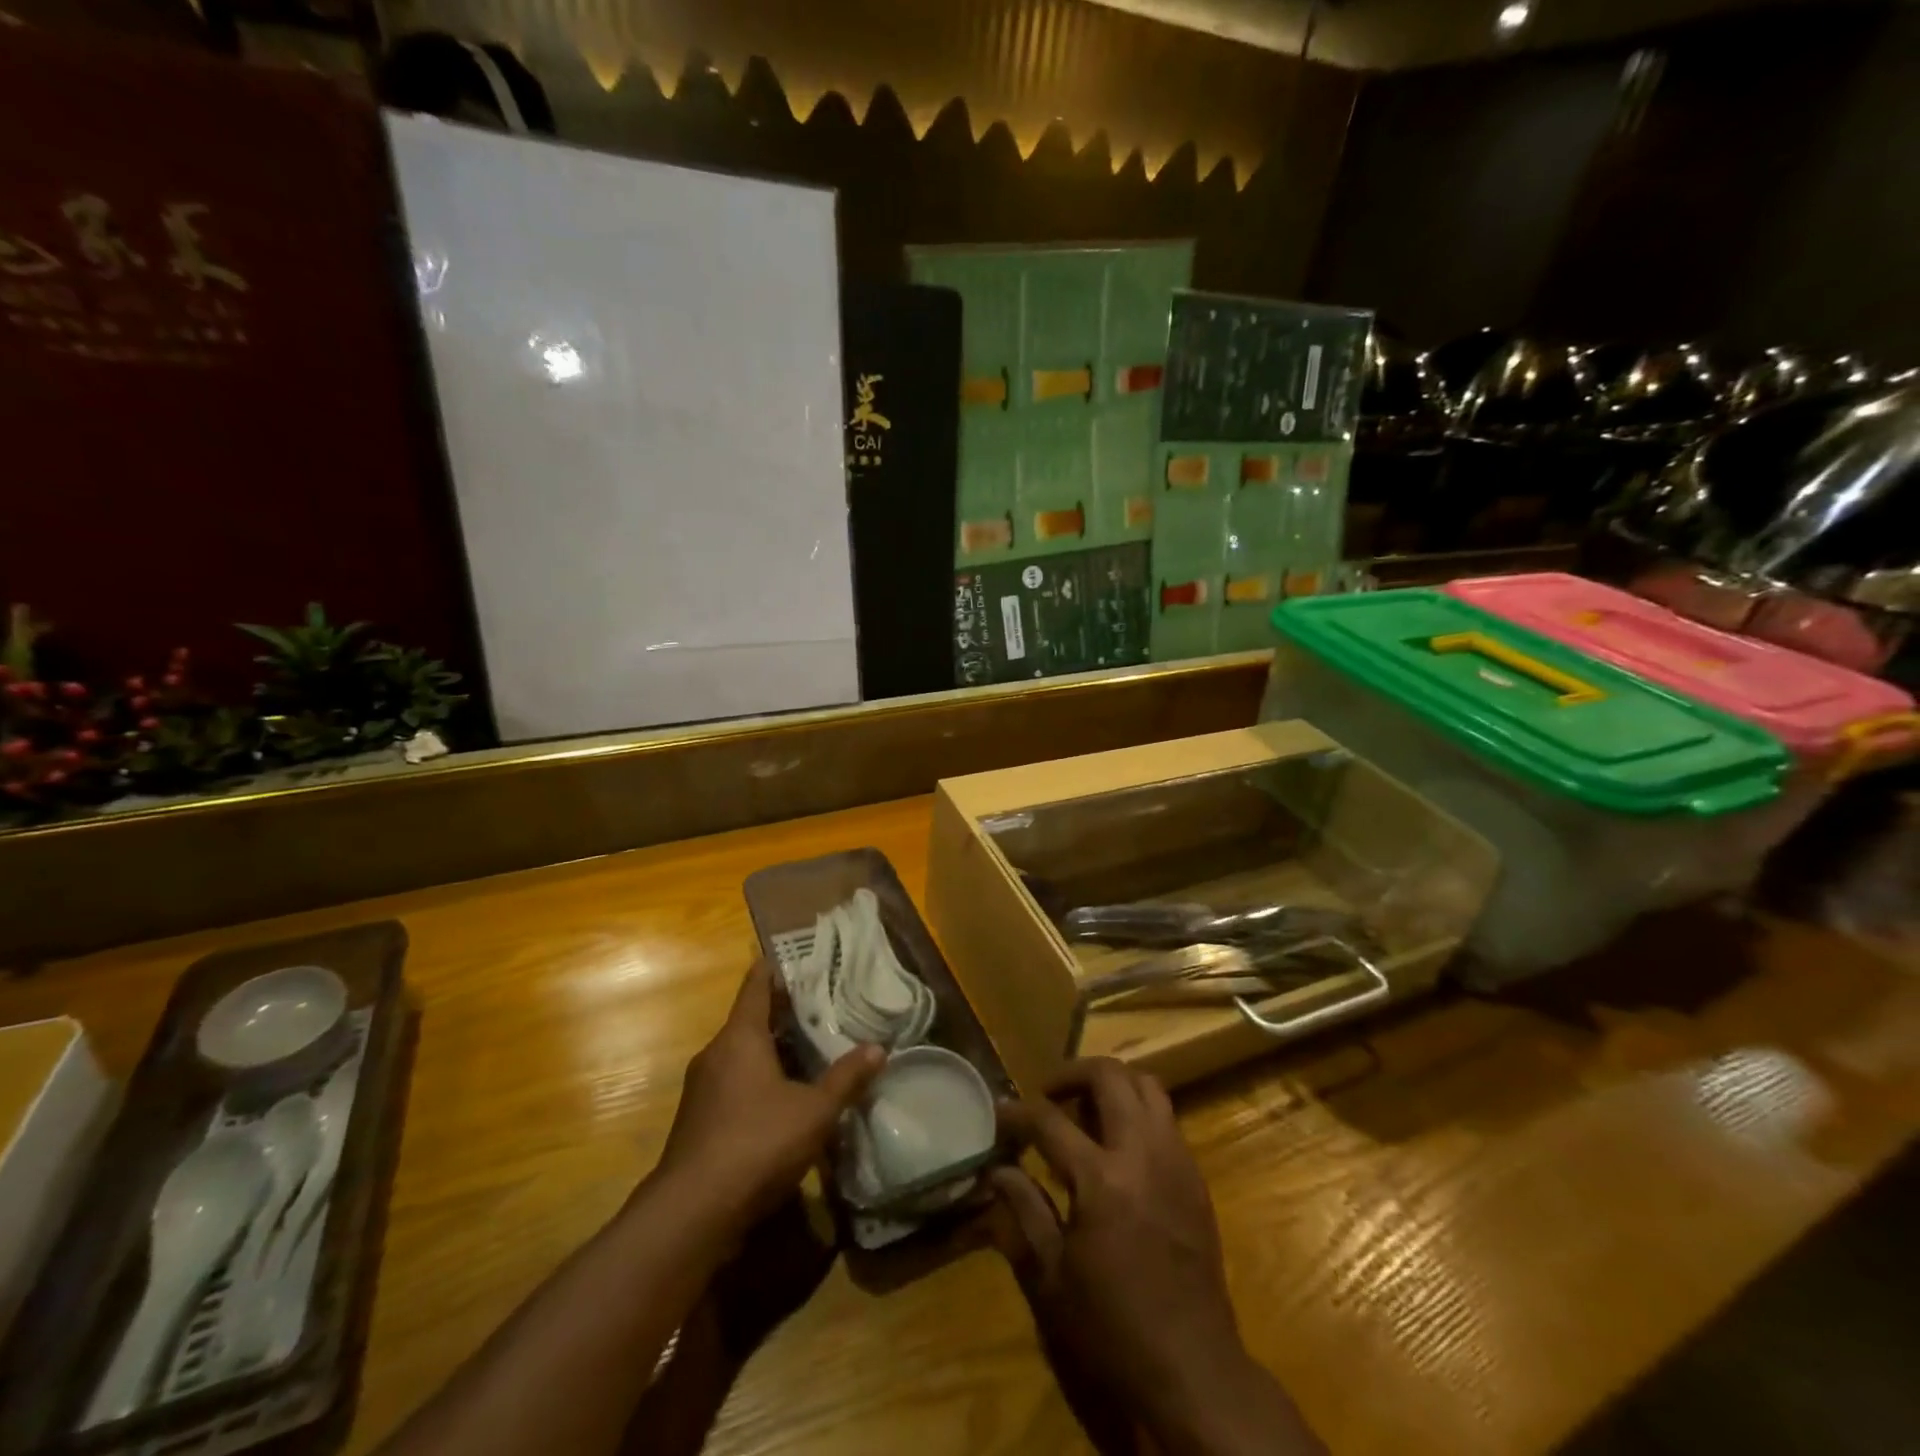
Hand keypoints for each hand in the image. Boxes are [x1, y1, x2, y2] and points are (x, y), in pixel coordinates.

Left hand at [655, 960, 882, 1234]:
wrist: (692, 1213)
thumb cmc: (757, 1143)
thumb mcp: (814, 1111)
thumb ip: (846, 1078)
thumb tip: (879, 1048)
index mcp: (740, 1037)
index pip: (756, 985)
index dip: (775, 967)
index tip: (795, 956)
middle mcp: (716, 1054)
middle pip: (750, 1020)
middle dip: (783, 1013)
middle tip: (821, 1005)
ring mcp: (702, 1089)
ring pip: (742, 1054)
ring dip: (772, 1049)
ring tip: (810, 1049)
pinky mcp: (699, 1120)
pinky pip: (734, 1083)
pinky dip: (759, 1078)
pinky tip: (786, 1097)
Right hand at [988, 1059, 1323, 1455]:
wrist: (1194, 1372)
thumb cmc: (1112, 1330)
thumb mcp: (1052, 1279)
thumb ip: (1023, 1211)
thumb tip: (997, 1169)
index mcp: (1100, 1179)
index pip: (1048, 1121)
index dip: (1016, 1113)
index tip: (998, 1116)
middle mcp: (1142, 1153)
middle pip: (1109, 1076)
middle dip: (1071, 1074)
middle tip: (1047, 1095)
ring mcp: (1175, 1160)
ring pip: (1146, 1085)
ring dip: (1112, 1084)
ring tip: (1085, 1109)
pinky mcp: (1195, 1177)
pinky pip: (1165, 1117)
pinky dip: (1137, 1111)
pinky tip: (1119, 1146)